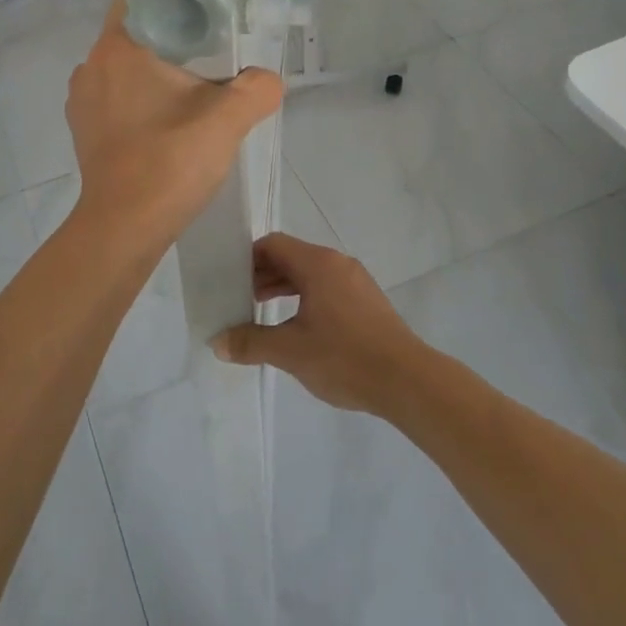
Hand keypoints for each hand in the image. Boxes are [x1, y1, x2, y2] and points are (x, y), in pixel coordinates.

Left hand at [66, 0, 282, 244]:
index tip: (207, 17)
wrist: (124, 228)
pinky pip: (115, 98)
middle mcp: (91, 66)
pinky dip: (140, 100)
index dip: (175, 0)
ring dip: (155, 73)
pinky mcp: (84, 131)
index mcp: (118, 48)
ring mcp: (82, 101)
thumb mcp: (227, 121)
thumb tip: (268, 79)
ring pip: (125, 68)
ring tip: (193, 91)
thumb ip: (256, 89)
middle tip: (213, 55)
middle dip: (172, 40)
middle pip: (137, 34)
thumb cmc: (169, 163)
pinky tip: (168, 122)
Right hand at [212, 233, 428, 414]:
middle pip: (291, 257)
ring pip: (310, 274)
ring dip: (283, 289)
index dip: (247, 259)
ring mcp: (356, 281)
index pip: (273, 245)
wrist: (407, 380)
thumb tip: (218, 342)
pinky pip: (327, 288)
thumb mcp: (290, 351)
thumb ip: (251, 342)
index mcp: (318, 264)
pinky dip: (305, 298)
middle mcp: (337, 263)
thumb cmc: (344, 357)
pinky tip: (297, 327)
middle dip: (262, 275)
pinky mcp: (367, 302)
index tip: (228, 280)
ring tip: (262, 314)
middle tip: (239, 299)